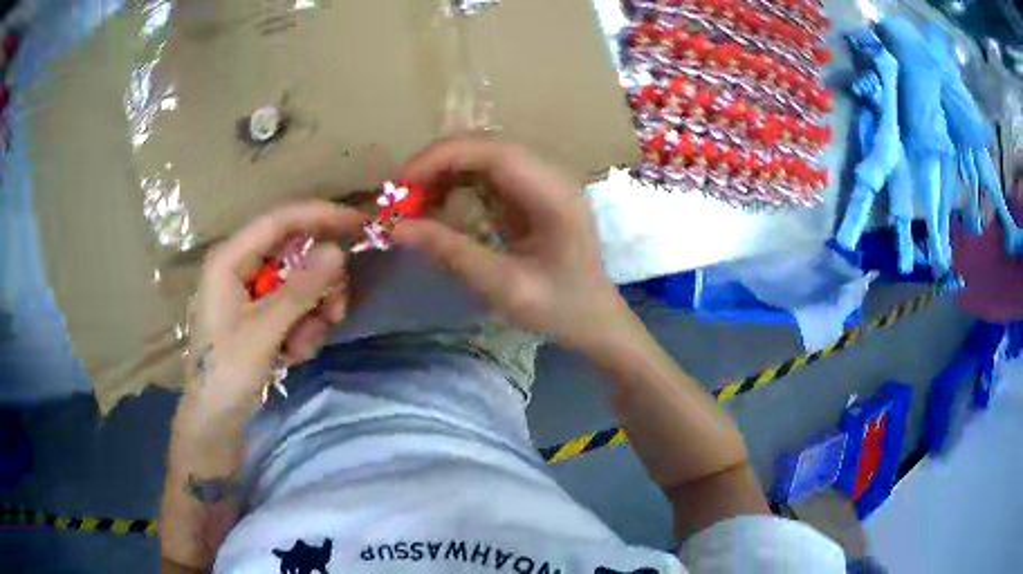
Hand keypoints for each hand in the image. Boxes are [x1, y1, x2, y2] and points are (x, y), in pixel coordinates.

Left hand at [185, 201, 364, 419]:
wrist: (215, 421)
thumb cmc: (226, 374)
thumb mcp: (264, 332)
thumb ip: (300, 290)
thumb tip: (338, 251)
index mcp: (229, 260)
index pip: (279, 221)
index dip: (320, 216)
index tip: (359, 224)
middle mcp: (240, 267)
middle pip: (294, 253)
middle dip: (319, 284)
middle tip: (337, 312)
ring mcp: (250, 292)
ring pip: (299, 283)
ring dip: (311, 314)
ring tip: (301, 349)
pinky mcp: (259, 315)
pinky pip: (294, 307)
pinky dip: (302, 329)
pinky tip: (292, 356)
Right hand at [393, 136, 628, 350]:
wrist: (596, 320)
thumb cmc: (560, 309)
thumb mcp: (503, 287)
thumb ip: (450, 251)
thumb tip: (396, 228)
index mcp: (555, 195)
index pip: (494, 152)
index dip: (442, 157)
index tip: (401, 184)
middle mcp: (552, 175)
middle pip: (486, 146)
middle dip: (436, 164)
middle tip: (400, 196)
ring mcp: (544, 180)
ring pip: (483, 155)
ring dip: (444, 172)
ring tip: (413, 202)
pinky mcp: (533, 190)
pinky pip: (488, 173)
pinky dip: (457, 183)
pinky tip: (437, 204)